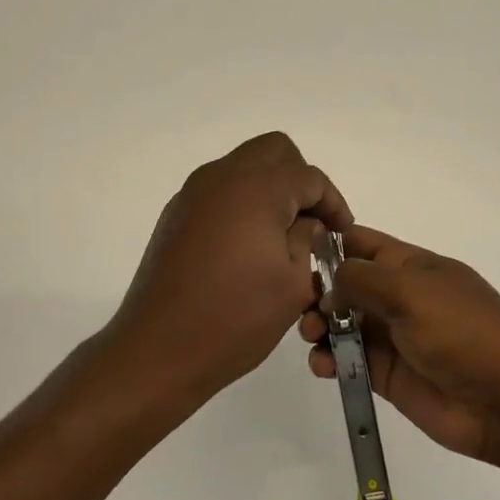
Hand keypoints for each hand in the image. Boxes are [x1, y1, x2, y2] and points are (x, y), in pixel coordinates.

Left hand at [109, 132, 351, 404]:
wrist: (158, 347)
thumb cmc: (235, 317)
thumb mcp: (292, 283)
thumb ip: (307, 240)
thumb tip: (307, 222)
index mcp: (256, 188)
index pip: (309, 177)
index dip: (333, 203)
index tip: (342, 234)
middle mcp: (221, 177)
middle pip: (273, 151)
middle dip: (300, 179)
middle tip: (312, 221)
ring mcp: (192, 193)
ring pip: (243, 167)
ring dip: (269, 188)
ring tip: (282, 235)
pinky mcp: (175, 215)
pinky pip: (219, 190)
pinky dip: (241, 203)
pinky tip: (247, 246)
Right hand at [298, 226, 499, 464]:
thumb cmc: (461, 331)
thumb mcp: (410, 291)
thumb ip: (361, 279)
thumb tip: (329, 284)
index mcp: (412, 267)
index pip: (363, 243)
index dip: (331, 243)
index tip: (294, 252)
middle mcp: (399, 297)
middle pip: (346, 285)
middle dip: (318, 290)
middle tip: (302, 306)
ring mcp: (392, 337)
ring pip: (342, 323)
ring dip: (319, 325)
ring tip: (312, 335)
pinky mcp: (386, 374)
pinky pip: (348, 360)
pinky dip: (329, 360)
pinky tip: (323, 365)